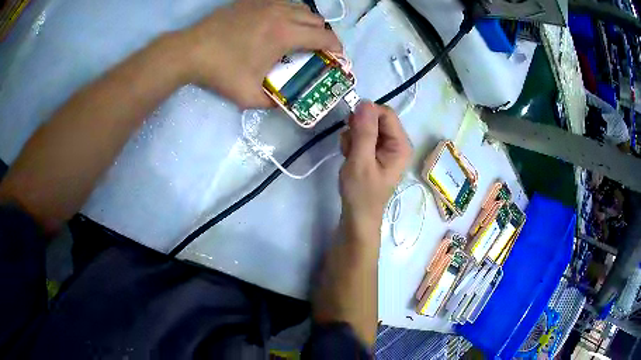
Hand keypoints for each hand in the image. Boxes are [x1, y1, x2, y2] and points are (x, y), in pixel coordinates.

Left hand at [180, 0, 341, 107]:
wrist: (190, 50)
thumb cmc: (220, 71)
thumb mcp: (248, 96)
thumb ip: (272, 102)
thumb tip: (285, 103)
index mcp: (285, 34)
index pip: (324, 36)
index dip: (336, 47)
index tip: (337, 56)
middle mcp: (281, 13)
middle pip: (316, 19)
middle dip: (323, 34)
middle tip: (316, 48)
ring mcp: (267, 3)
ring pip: (301, 7)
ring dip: (307, 21)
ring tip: (300, 34)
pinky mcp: (253, 1)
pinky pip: (282, 3)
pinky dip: (289, 12)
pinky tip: (279, 23)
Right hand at [339, 102, 411, 224]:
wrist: (357, 217)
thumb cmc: (361, 193)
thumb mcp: (361, 160)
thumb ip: (364, 131)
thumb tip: (365, 102)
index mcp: (400, 145)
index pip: (386, 113)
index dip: (367, 114)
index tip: (350, 125)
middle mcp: (397, 144)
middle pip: (377, 119)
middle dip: (358, 128)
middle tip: (349, 145)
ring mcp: (386, 149)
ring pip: (367, 128)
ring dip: (353, 136)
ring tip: (349, 155)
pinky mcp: (376, 154)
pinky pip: (364, 138)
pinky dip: (353, 144)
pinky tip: (349, 157)